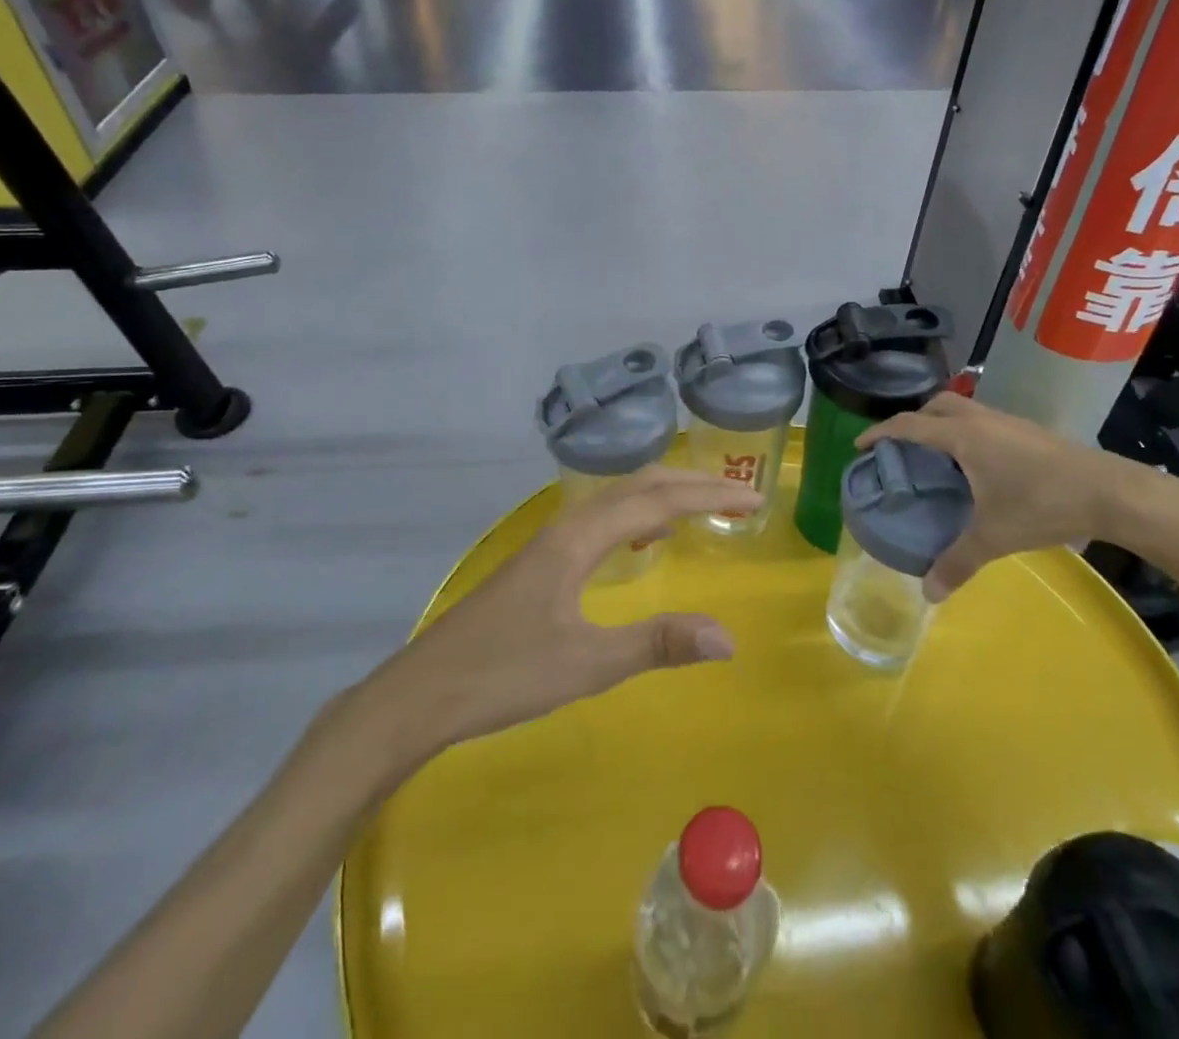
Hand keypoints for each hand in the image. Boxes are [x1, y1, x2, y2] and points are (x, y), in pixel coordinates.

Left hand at [371, 467, 761, 752]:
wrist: (424, 692)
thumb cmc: (505, 674)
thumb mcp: (587, 663)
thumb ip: (657, 644)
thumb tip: (728, 637)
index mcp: (580, 537)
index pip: (658, 501)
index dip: (710, 497)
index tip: (754, 498)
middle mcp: (566, 526)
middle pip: (638, 486)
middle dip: (691, 486)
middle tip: (738, 496)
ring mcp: (549, 542)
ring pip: (616, 500)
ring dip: (663, 496)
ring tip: (701, 508)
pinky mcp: (540, 562)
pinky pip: (601, 521)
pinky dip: (635, 517)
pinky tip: (642, 543)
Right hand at [857, 393, 1156, 602]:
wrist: (1113, 492)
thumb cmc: (1044, 504)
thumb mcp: (995, 536)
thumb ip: (957, 562)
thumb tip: (927, 594)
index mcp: (963, 436)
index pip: (909, 425)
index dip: (880, 433)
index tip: (861, 445)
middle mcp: (981, 420)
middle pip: (935, 406)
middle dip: (913, 422)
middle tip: (903, 450)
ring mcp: (1008, 421)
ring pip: (962, 410)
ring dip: (942, 425)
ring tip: (936, 459)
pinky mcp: (1028, 430)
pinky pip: (983, 421)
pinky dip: (967, 434)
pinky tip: (977, 467)